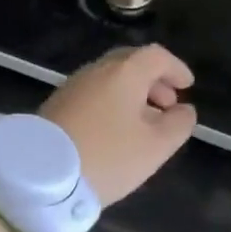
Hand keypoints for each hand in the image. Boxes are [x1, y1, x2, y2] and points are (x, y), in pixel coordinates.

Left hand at [41, 44, 196, 205]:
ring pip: (110, 79)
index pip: (156, 56)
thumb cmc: (108, 156)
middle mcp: (97, 70)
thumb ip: (178, 124)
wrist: (42, 175)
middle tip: (168, 103)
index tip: (188, 86)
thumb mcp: (156, 146)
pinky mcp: (56, 104)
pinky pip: (94, 93)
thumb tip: (184, 110)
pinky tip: (116, 129)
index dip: (176, 68)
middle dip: (154, 80)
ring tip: (145, 122)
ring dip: (132, 93)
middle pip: (131, 63)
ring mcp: (73, 86)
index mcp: (124, 72)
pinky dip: (112, 102)